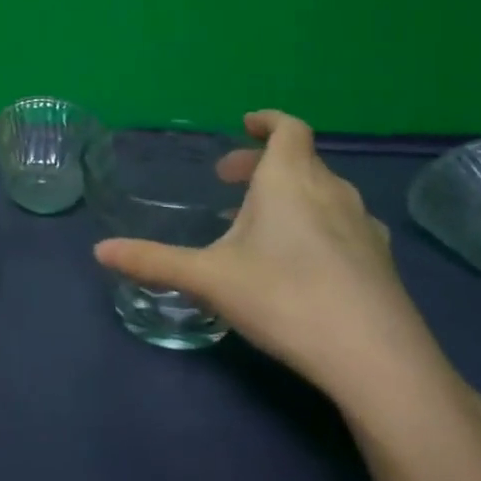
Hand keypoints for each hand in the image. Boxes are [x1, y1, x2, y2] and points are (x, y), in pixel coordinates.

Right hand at [94, 111, 441, 409]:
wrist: (376, 359)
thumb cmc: (284, 297)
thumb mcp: (208, 278)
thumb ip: (153, 261)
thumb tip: (99, 250)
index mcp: (290, 179)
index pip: (288, 128)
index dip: (268, 121)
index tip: (244, 126)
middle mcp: (332, 191)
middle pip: (301, 160)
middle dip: (262, 164)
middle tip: (229, 184)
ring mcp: (363, 226)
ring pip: (323, 192)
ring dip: (290, 195)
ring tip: (259, 225)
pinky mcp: (382, 261)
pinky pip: (343, 223)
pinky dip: (317, 224)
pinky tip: (301, 261)